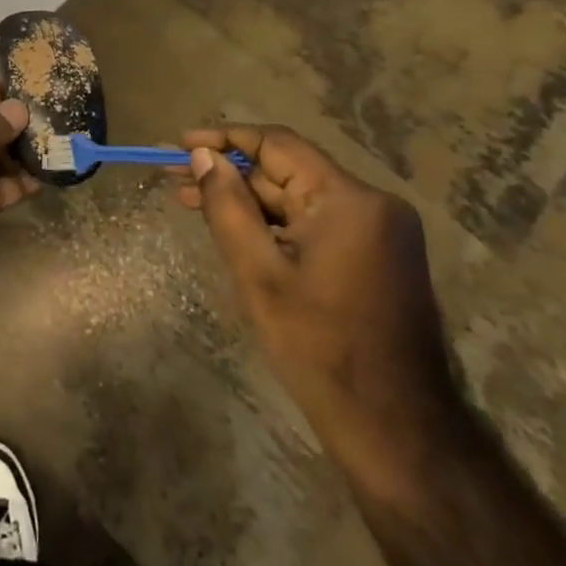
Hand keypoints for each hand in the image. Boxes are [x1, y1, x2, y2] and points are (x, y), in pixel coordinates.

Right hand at [177, 125, 463, 504]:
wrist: (393, 426)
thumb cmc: (318, 347)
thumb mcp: (258, 273)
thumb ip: (227, 206)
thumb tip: (202, 155)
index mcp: (349, 200)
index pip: (277, 145)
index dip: (223, 139)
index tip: (178, 143)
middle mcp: (371, 203)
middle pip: (286, 170)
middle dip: (228, 172)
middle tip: (172, 176)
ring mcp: (378, 230)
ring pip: (297, 198)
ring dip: (246, 198)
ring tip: (189, 200)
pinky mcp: (375, 255)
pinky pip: (313, 222)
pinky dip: (272, 222)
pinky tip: (234, 228)